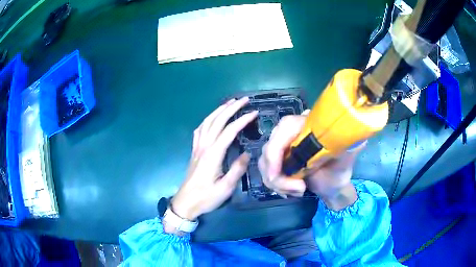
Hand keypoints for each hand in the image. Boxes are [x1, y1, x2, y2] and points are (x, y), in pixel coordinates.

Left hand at [170, 97, 257, 221]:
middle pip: (217, 121)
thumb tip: (247, 154)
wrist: (186, 202)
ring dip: (218, 110)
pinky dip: (207, 120)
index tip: (254, 113)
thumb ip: (237, 169)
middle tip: (243, 100)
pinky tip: (211, 119)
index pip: (229, 131)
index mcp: (213, 154)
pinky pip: (199, 130)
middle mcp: (204, 146)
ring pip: (207, 122)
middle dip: (230, 108)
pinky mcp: (194, 151)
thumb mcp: (225, 187)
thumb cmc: (206, 197)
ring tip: (229, 103)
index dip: (242, 120)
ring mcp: (197, 147)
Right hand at [259, 114, 364, 210]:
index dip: (276, 149)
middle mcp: (293, 132)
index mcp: (309, 125)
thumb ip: (348, 145)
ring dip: (278, 183)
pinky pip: (266, 171)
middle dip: (278, 174)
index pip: (285, 127)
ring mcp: (283, 147)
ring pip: (265, 162)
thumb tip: (353, 137)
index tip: (276, 175)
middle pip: (270, 147)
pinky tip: (291, 191)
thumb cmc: (340, 171)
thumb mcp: (346, 158)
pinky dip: (276, 185)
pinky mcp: (278, 160)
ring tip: (298, 191)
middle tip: (298, 189)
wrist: (332, 186)